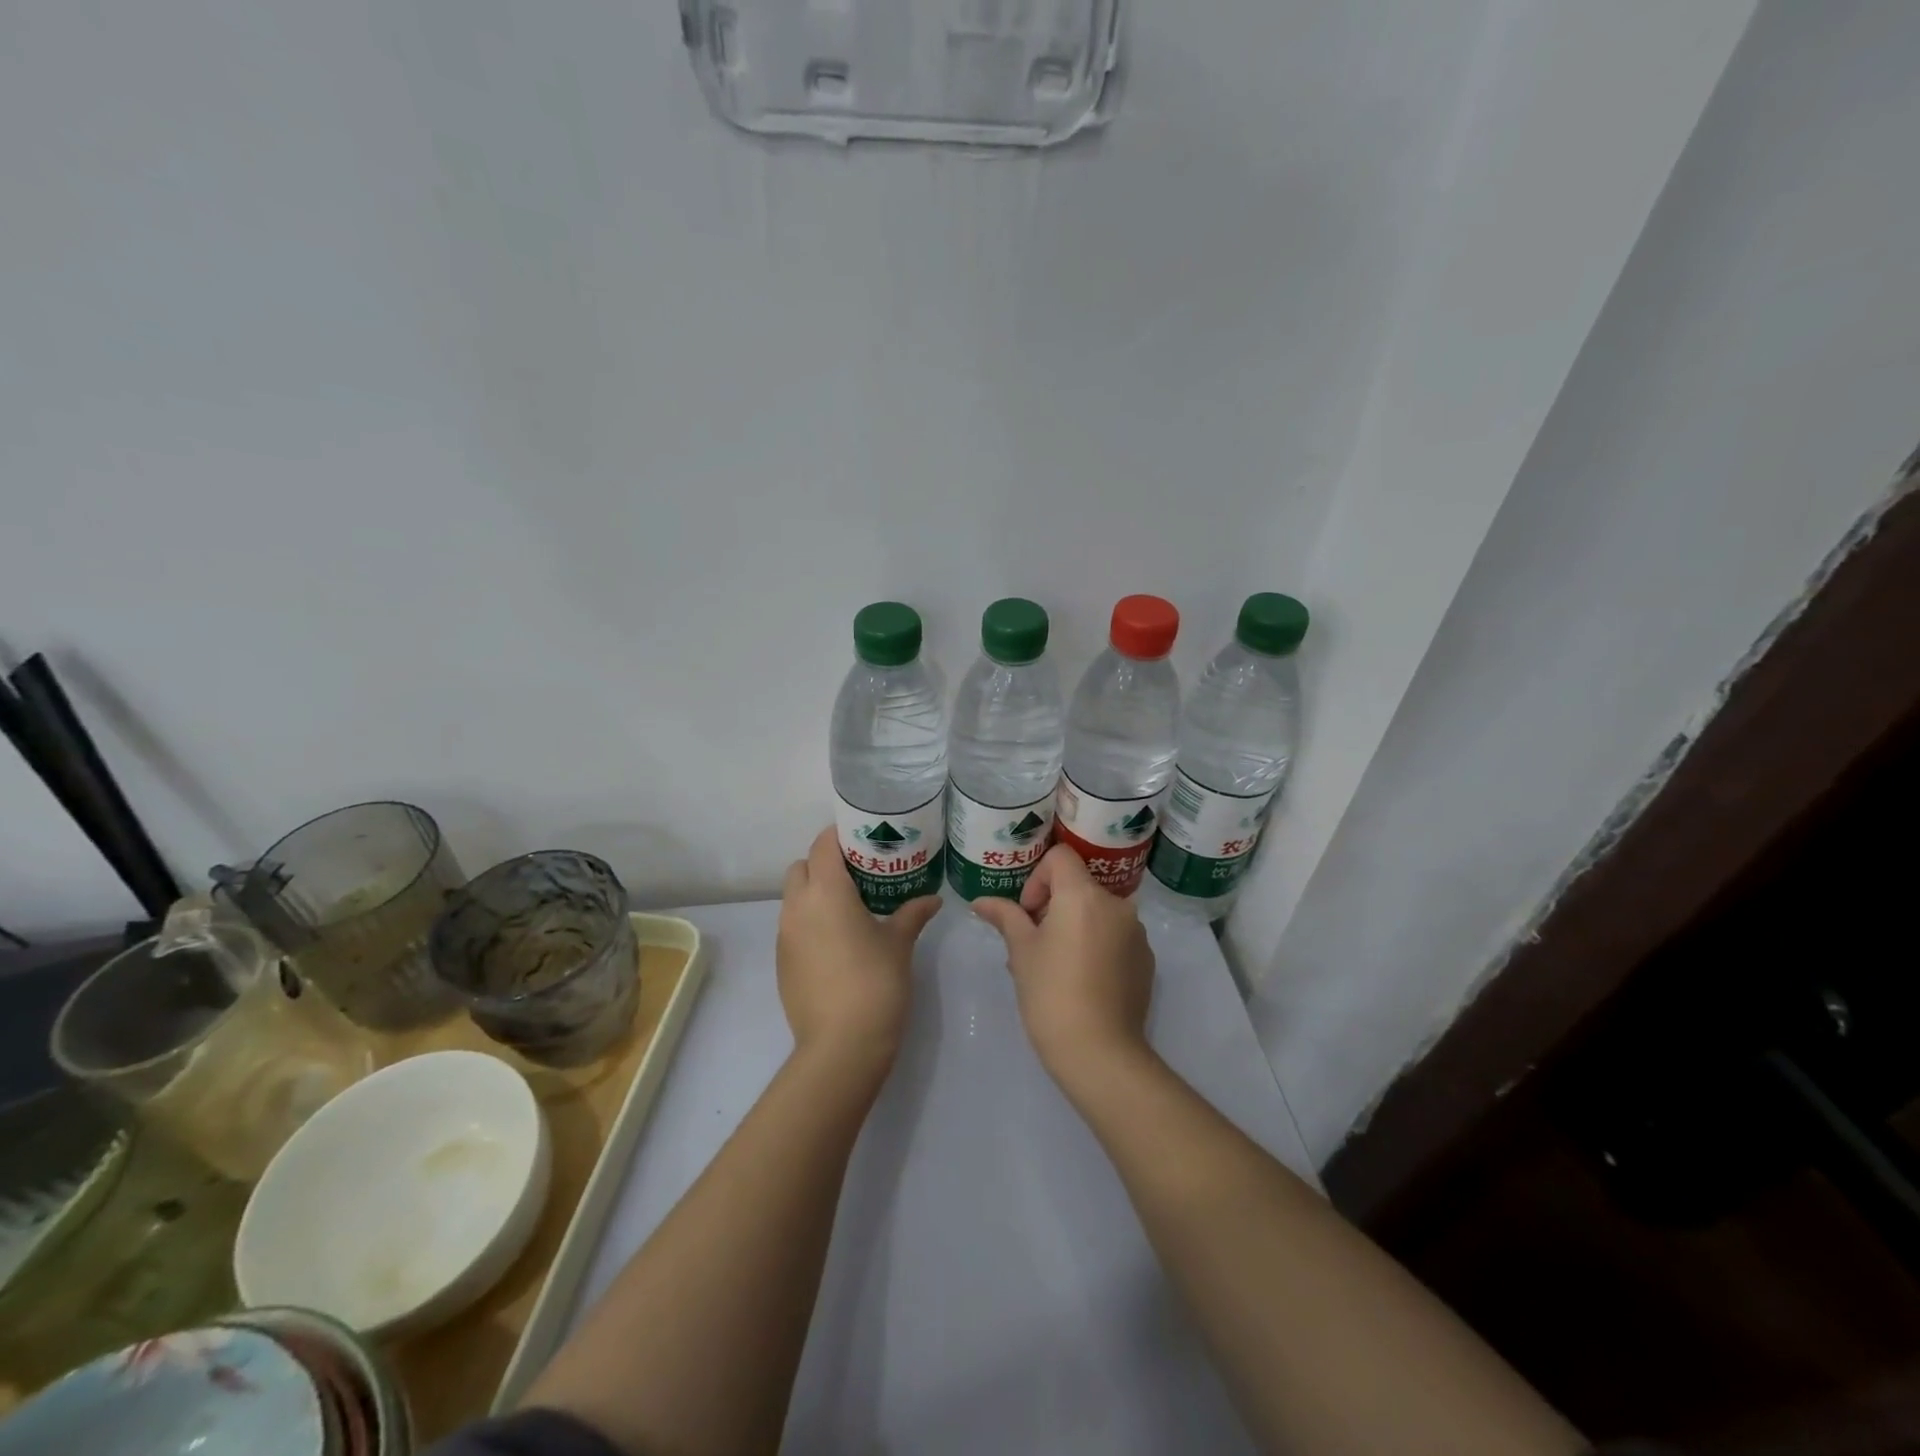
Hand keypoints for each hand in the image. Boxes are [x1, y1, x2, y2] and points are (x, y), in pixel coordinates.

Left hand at [777, 826, 941, 1073]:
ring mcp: (784, 936)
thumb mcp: (899, 943)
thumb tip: (932, 898)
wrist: (841, 1046)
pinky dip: (810, 921)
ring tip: (850, 907)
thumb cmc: (875, 983)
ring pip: (794, 897)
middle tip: (860, 874)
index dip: (840, 836)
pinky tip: (838, 942)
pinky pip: (793, 926)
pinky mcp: (781, 962)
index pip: (823, 844)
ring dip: (816, 893)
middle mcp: (797, 906)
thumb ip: (913, 913)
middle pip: (802, 866)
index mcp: (826, 891)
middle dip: (825, 863)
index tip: (865, 839)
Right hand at [971, 845, 1154, 1088]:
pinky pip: (1115, 936)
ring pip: (1097, 913)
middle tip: (1033, 943)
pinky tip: (1082, 981)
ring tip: (1055, 965)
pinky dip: (1096, 945)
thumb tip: (981, 901)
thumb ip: (1005, 917)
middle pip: (1079, 885)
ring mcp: (1136, 932)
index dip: (1037, 878)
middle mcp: (1117, 904)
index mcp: (1084, 895)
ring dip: (1075, 926)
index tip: (1028, 913)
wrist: (1101, 1053)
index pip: (1060, 857)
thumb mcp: (1021, 952)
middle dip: (1053, 906)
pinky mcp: (1146, 959)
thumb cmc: (1052, 994)